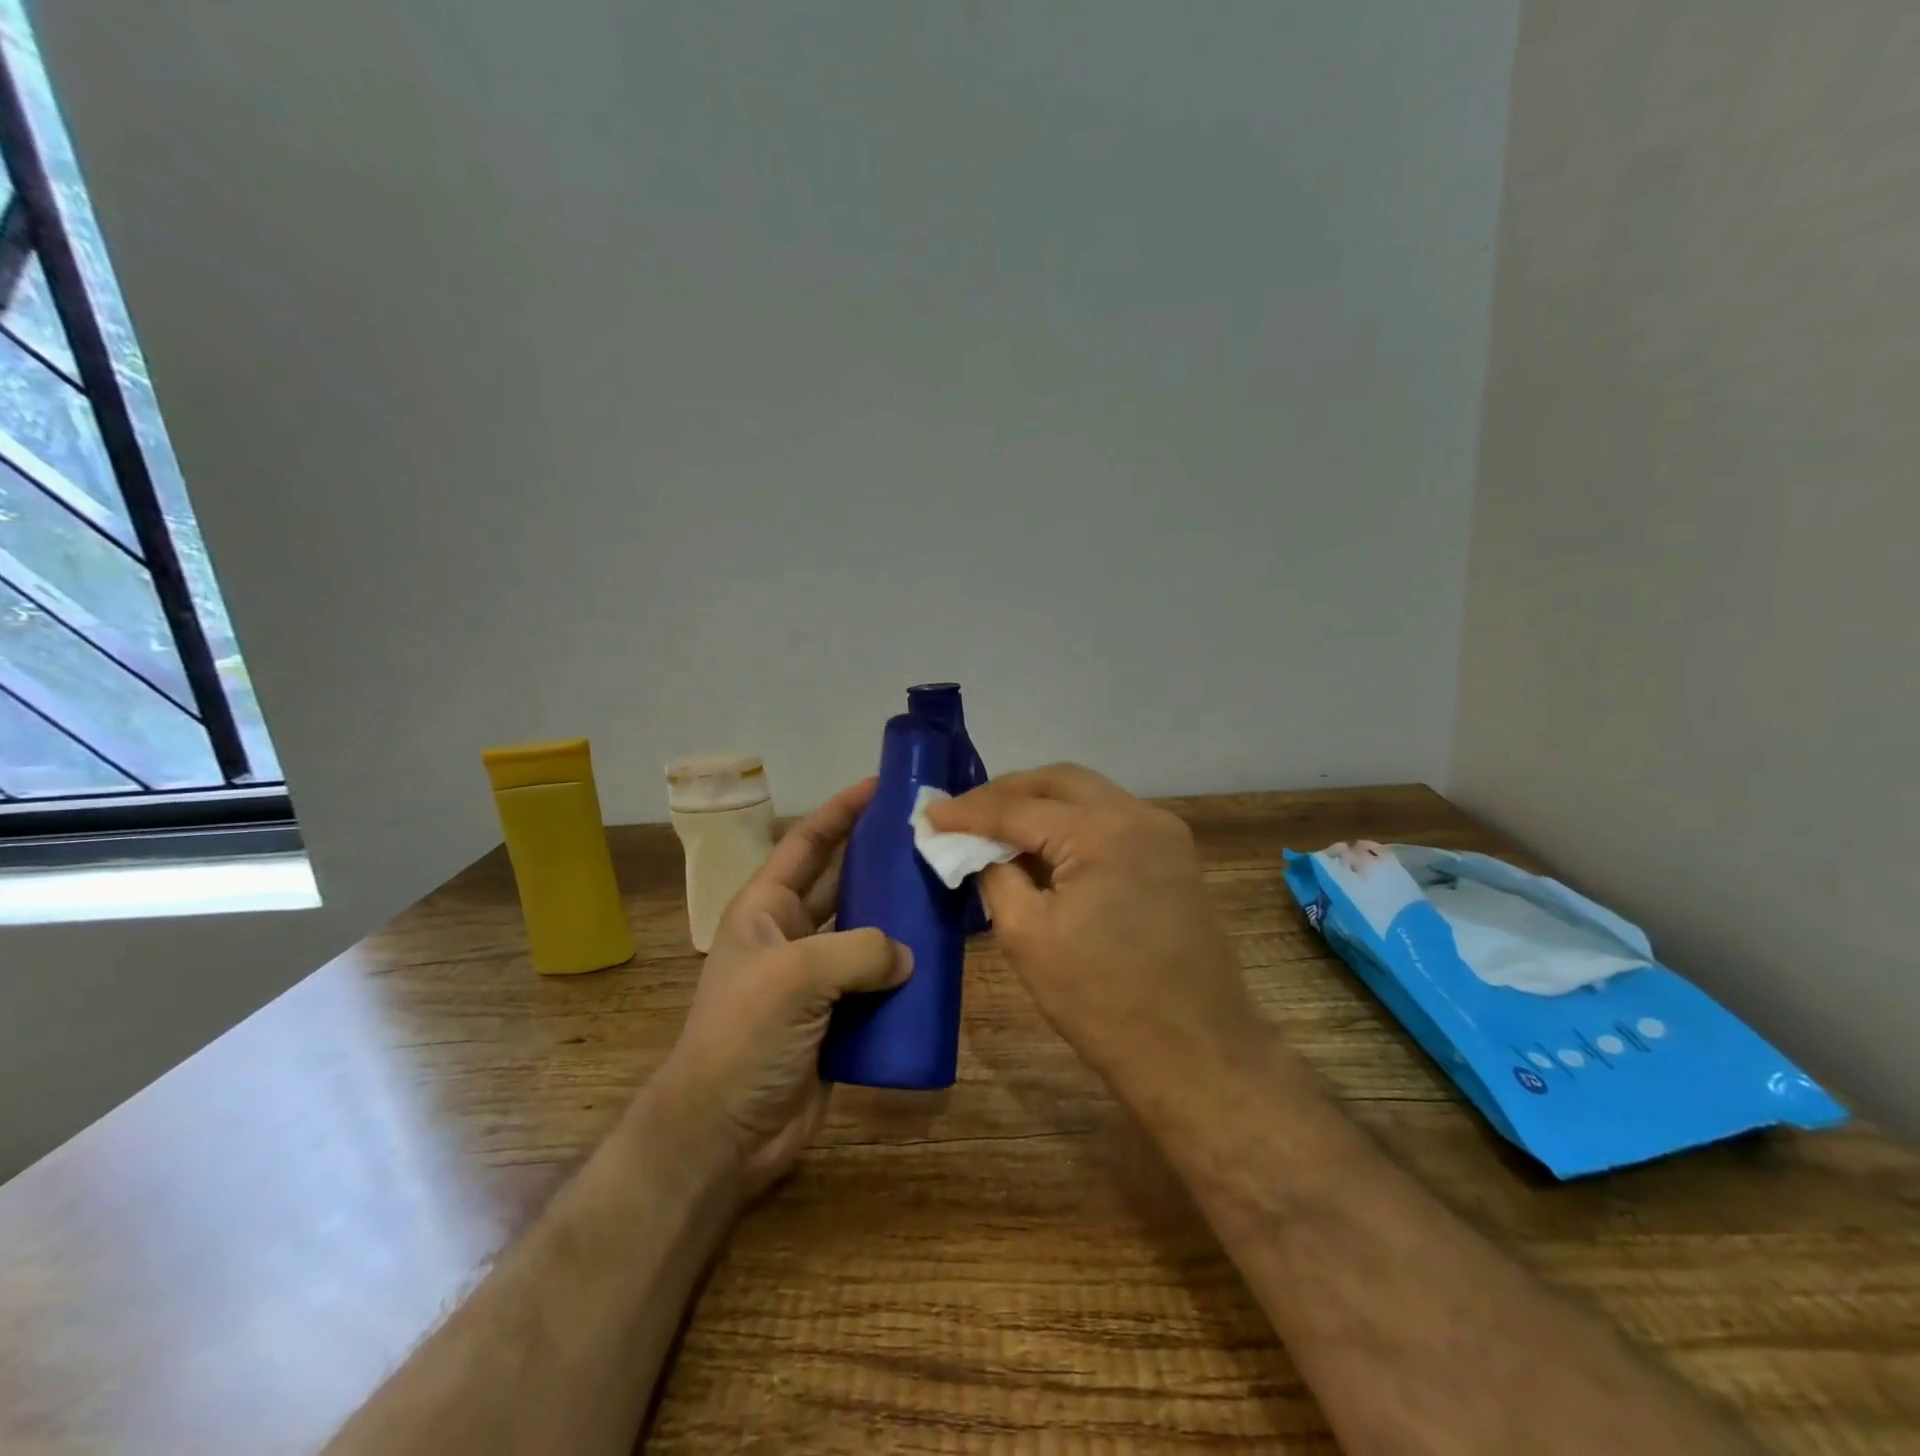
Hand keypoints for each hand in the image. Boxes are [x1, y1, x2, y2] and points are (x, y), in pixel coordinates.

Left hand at [650, 778, 912, 1199]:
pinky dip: (908, 972)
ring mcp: (817, 978)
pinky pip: (880, 982)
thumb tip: (908, 954)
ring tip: (948, 892)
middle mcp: (793, 934)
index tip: (884, 784)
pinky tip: (943, 959)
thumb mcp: (795, 976)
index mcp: (767, 907)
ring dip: (901, 917)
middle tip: (932, 838)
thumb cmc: (744, 1037)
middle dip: (882, 859)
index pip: (808, 842)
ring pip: (868, 933)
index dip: (842, 810)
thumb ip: (859, 950)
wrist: (723, 1135)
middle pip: (845, 882)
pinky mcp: (840, 1018)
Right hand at [926, 764, 1261, 1099]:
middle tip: (964, 814)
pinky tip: (1045, 847)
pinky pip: (1111, 819)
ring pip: (1088, 795)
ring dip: (1041, 804)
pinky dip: (1072, 824)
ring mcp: (1164, 833)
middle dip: (1006, 792)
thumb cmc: (1102, 1000)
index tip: (929, 815)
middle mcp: (1139, 815)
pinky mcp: (1174, 856)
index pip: (1020, 808)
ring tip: (997, 827)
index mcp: (1103, 831)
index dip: (969, 812)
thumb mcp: (1027, 937)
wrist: (1195, 1051)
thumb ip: (995, 876)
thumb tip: (979, 849)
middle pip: (1059, 782)